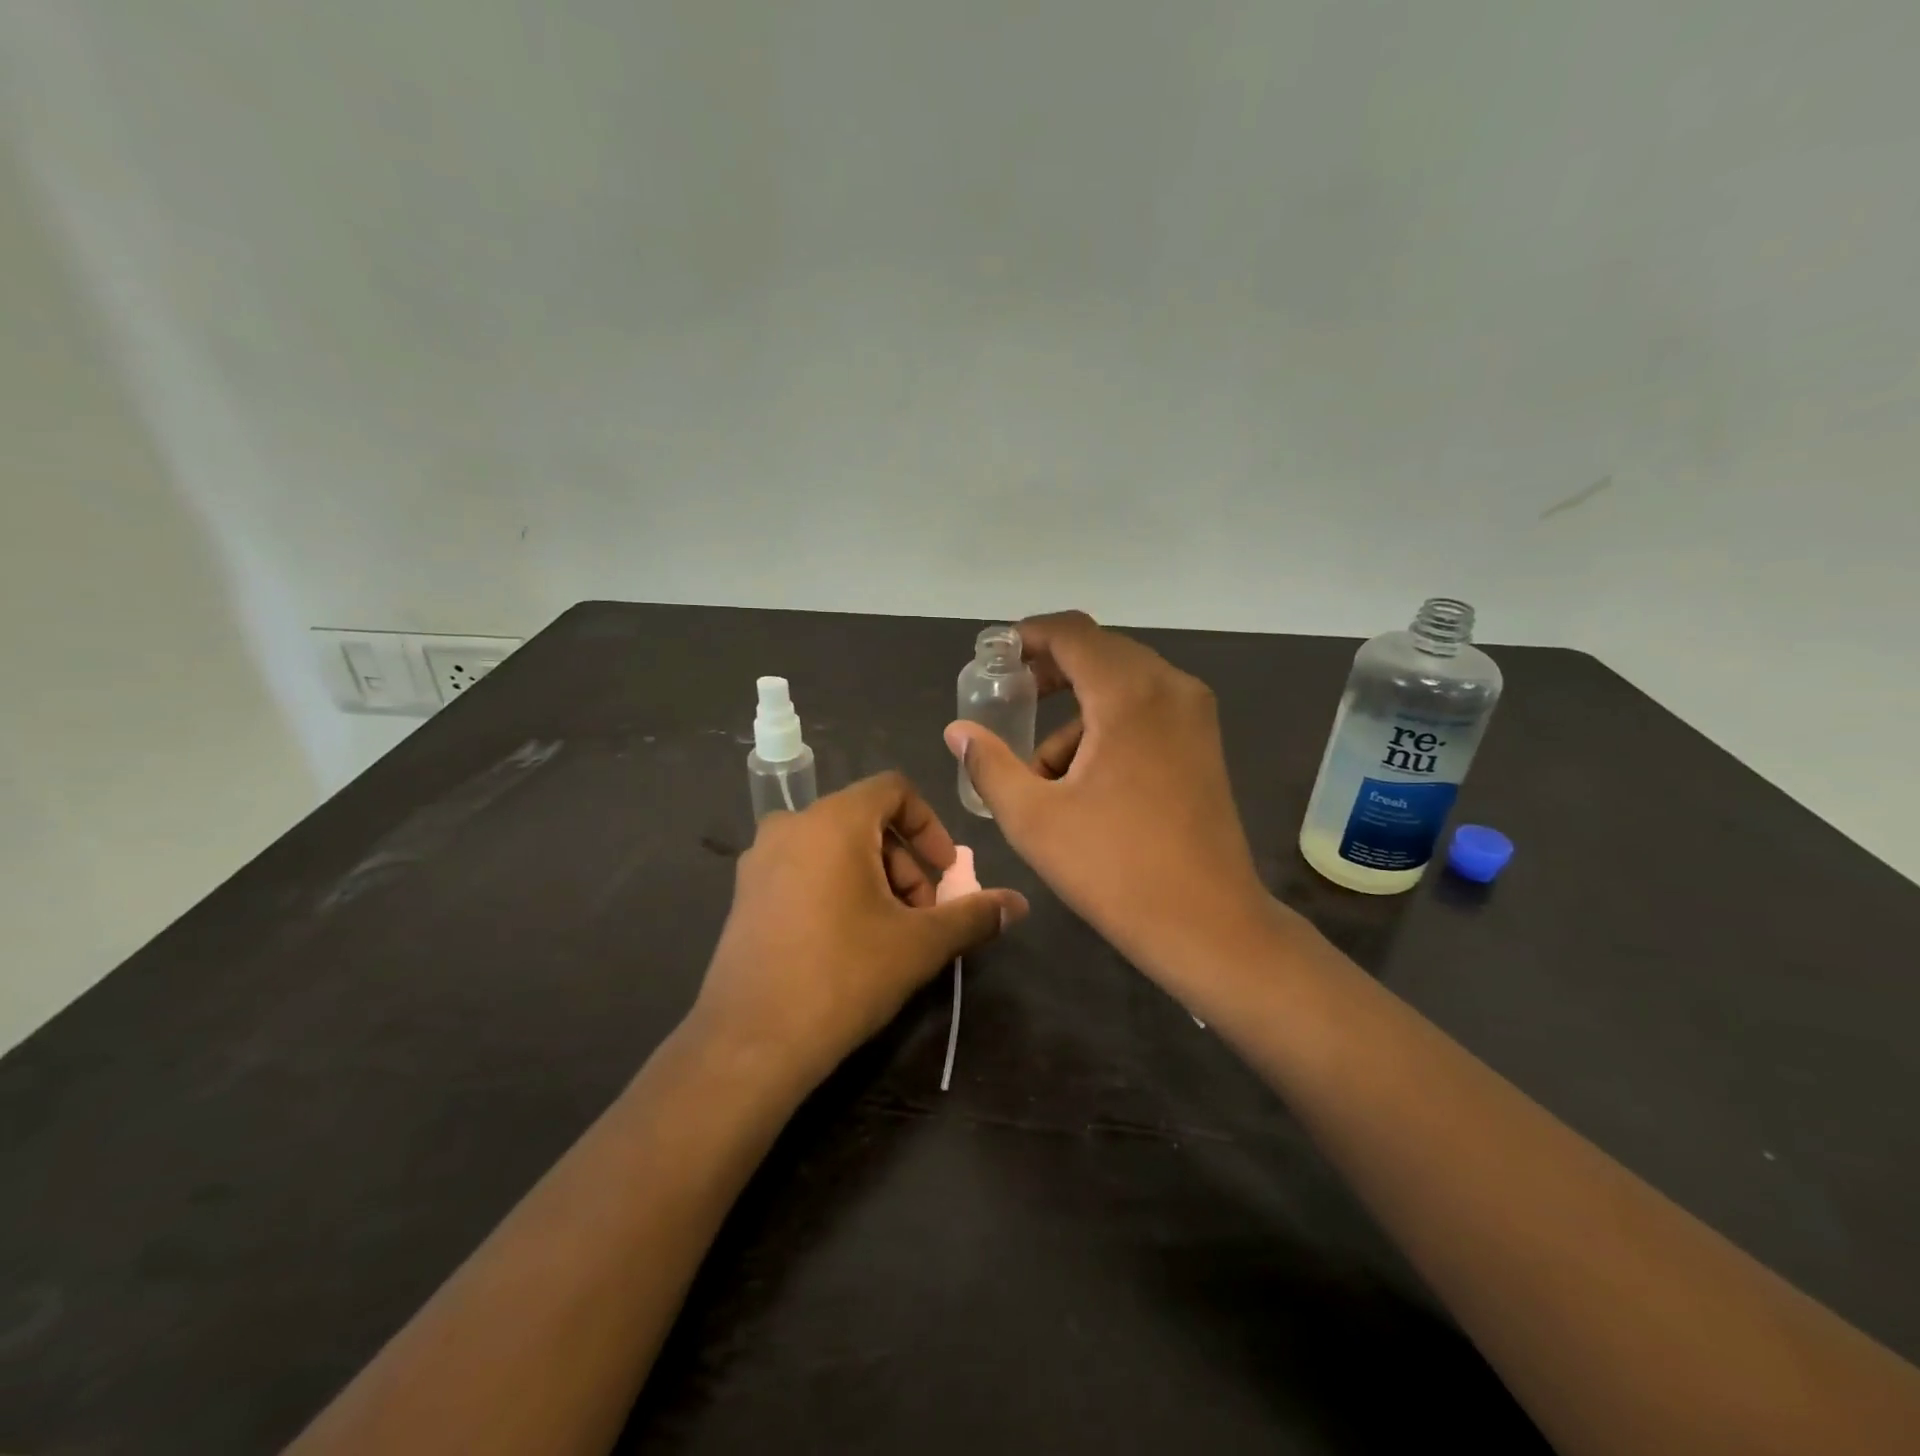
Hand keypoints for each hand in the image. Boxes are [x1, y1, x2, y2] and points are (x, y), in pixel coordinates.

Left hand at [691, 772, 1027, 1091]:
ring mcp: (761, 860)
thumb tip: (1019, 904)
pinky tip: (848, 941)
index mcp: (832, 821)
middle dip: (906, 863)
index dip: (930, 826)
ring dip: (875, 878)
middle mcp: (791, 826)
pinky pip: (805, 869)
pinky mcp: (746, 893)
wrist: (751, 1043)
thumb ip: (973, 915)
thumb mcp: (919, 944)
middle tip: (923, 915)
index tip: (946, 872)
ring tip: (889, 933)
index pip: (894, 790)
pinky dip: (838, 887)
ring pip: (836, 847)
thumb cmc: (843, 977)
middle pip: (866, 821)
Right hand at [944, 611, 1270, 986]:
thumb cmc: (1115, 869)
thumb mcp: (1033, 818)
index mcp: (1129, 694)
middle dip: (1050, 673)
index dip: (1028, 636)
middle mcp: (1170, 688)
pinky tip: (1086, 783)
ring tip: (1044, 771)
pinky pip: (1145, 710)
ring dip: (1077, 713)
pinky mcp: (1204, 743)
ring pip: (1121, 685)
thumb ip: (989, 764)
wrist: (1208, 925)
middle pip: (1099, 653)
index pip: (1072, 632)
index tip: (995, 658)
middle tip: (1010, 701)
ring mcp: (1195, 715)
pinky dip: (1108, 727)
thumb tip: (958, 731)